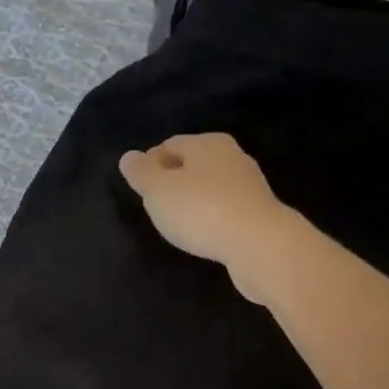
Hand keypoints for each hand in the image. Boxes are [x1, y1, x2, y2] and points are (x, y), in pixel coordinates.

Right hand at [119, 133, 295, 302]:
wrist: (259, 245)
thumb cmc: (201, 210)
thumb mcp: (158, 191)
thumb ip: (141, 173)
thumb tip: (129, 156)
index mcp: (207, 143)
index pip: (169, 145)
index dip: (150, 164)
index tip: (139, 188)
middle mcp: (231, 156)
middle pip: (192, 164)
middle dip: (172, 181)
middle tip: (155, 206)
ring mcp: (249, 185)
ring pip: (209, 187)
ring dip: (192, 201)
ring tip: (177, 223)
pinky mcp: (258, 213)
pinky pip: (224, 209)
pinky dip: (210, 217)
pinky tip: (203, 234)